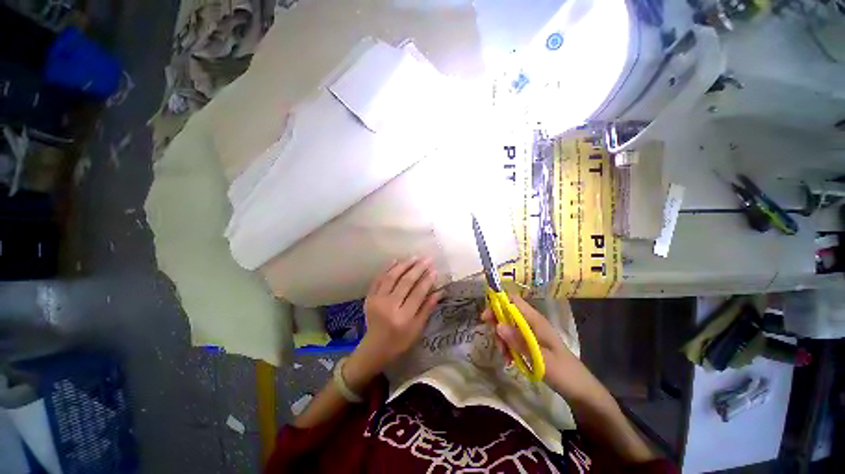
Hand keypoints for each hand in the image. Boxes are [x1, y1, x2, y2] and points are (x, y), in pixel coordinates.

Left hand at [347, 257, 442, 382]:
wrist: (374, 348)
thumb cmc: (400, 341)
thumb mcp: (417, 329)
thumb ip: (427, 309)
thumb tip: (440, 291)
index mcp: (403, 317)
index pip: (418, 293)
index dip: (427, 280)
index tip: (434, 270)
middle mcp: (389, 306)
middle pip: (405, 282)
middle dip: (418, 268)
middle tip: (427, 259)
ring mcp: (377, 300)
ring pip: (391, 277)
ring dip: (404, 265)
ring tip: (414, 257)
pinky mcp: (369, 297)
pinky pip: (378, 279)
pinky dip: (387, 268)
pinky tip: (396, 260)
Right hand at [480, 293, 575, 389]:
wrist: (579, 389)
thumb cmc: (563, 371)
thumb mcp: (540, 358)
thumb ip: (518, 341)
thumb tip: (498, 325)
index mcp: (535, 320)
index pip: (513, 300)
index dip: (498, 303)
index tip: (487, 317)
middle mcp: (531, 322)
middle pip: (507, 313)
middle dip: (498, 326)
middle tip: (497, 343)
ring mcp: (530, 333)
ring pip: (507, 328)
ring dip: (502, 340)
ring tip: (505, 357)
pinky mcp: (529, 343)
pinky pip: (512, 339)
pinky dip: (508, 348)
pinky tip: (509, 361)